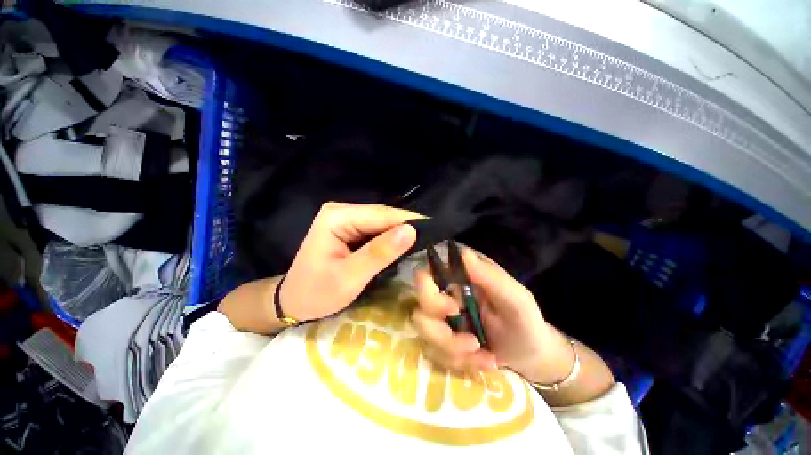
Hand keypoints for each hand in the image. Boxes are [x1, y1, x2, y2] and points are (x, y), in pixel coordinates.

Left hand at [279, 202, 420, 321]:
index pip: (382, 214)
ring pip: (383, 222)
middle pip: (383, 216)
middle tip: (434, 240)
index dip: (410, 221)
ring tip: (426, 242)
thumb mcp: (349, 277)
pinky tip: (405, 245)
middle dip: (407, 228)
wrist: (294, 301)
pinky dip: (392, 238)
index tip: (436, 231)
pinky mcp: (351, 228)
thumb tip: (411, 231)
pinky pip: (377, 230)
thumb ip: (380, 253)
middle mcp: (342, 211)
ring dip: (402, 233)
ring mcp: (346, 218)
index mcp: (337, 217)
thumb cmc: (317, 293)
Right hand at [411, 247, 575, 384]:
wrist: (530, 354)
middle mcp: (444, 298)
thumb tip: (464, 254)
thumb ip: (490, 277)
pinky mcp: (443, 344)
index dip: (428, 294)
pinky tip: (485, 363)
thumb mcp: (515, 298)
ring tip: (486, 357)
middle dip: (442, 334)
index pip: (423, 278)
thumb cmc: (524, 319)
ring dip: (455, 353)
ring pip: (426, 339)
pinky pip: (438, 357)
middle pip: (419, 312)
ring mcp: (442, 323)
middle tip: (473, 342)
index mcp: (456, 281)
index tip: (454, 309)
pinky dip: (463, 364)